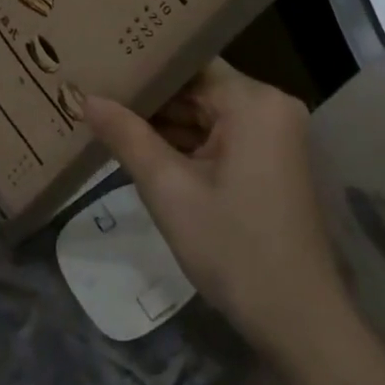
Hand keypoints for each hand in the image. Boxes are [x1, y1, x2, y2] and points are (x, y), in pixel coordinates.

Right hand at [84, 61, 347, 358]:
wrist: (298, 320)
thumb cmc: (232, 248)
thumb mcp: (169, 190)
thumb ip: (126, 137)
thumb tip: (87, 98)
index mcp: (254, 102)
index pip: (189, 64)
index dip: (144, 66)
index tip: (102, 65)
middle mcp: (271, 106)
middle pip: (199, 88)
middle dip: (151, 99)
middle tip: (96, 91)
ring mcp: (276, 135)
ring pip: (209, 115)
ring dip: (166, 124)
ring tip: (108, 115)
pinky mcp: (273, 161)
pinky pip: (223, 137)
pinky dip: (189, 145)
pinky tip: (143, 148)